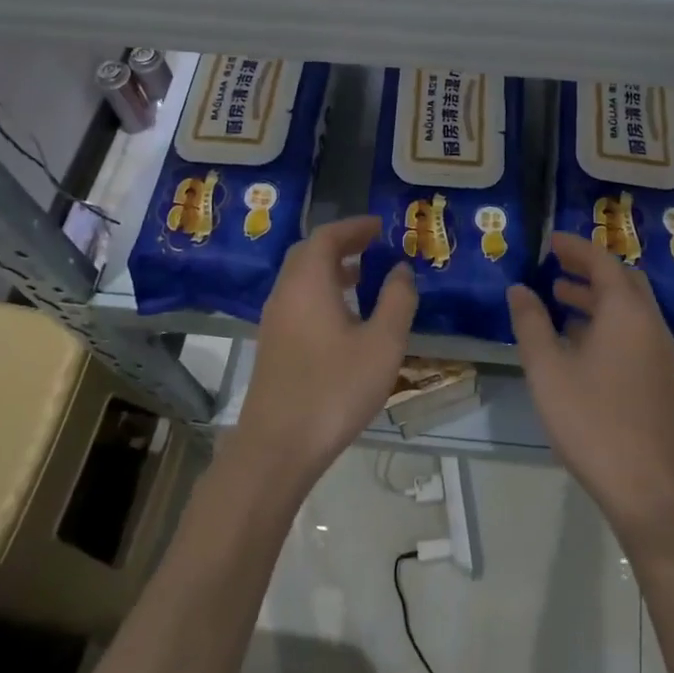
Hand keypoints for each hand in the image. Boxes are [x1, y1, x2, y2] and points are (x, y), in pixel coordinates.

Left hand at [236, 215, 418, 489]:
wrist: (278, 447)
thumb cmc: (335, 388)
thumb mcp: (382, 344)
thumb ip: (397, 300)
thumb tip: (401, 269)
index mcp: (308, 282)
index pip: (327, 236)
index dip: (354, 227)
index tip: (380, 226)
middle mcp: (285, 293)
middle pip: (309, 253)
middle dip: (341, 244)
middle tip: (372, 245)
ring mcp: (274, 321)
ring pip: (301, 279)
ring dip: (330, 269)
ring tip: (364, 277)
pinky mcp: (272, 346)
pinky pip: (298, 301)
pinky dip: (321, 292)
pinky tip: (344, 318)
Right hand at [508, 233, 673, 542]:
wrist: (646, 484)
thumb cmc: (591, 419)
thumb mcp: (547, 368)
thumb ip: (531, 323)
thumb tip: (519, 290)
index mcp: (625, 312)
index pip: (603, 262)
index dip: (576, 247)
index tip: (550, 240)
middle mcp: (648, 323)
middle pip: (623, 280)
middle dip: (590, 267)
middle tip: (556, 263)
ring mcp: (658, 350)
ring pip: (629, 306)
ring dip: (597, 295)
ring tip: (559, 296)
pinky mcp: (658, 375)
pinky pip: (633, 329)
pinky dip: (606, 319)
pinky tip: (578, 338)